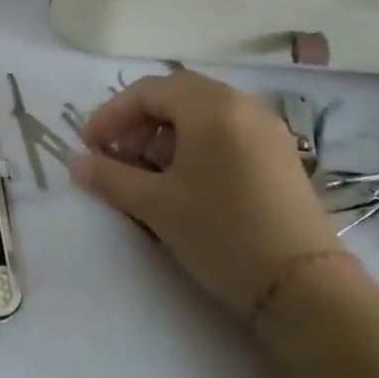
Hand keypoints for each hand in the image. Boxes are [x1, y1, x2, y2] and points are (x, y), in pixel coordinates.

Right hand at [71, 70, 342, 319]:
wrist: (302, 285)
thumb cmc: (220, 233)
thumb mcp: (155, 205)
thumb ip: (110, 178)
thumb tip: (76, 163)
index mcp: (211, 108)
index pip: (148, 91)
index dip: (111, 115)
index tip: (89, 147)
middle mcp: (242, 106)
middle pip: (176, 96)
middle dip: (138, 122)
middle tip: (116, 157)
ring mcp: (266, 129)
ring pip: (202, 114)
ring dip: (165, 134)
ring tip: (146, 173)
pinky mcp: (279, 155)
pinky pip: (226, 132)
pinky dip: (195, 145)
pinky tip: (184, 182)